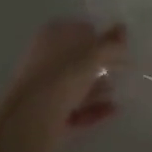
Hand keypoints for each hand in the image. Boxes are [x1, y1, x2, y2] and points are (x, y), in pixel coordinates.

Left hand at [0, 19, 127, 151]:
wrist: (28, 123)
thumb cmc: (61, 77)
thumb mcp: (92, 54)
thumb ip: (111, 42)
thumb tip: (123, 28)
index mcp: (52, 36)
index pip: (81, 30)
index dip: (102, 37)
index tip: (121, 48)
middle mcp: (46, 59)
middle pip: (79, 59)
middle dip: (102, 65)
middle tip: (123, 70)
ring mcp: (46, 88)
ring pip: (77, 84)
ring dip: (99, 88)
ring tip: (118, 92)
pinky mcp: (48, 114)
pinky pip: (76, 108)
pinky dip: (94, 108)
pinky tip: (113, 110)